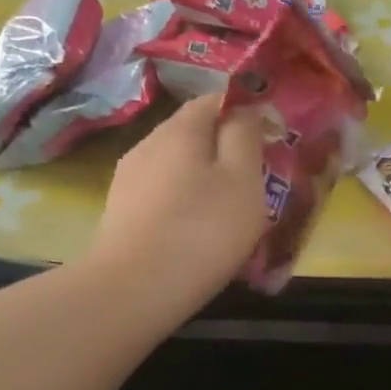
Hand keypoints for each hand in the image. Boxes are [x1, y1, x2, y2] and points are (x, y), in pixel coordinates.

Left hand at [89, 95, 267, 309]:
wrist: (133, 289)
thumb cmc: (201, 231)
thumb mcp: (242, 179)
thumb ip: (245, 136)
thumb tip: (245, 108)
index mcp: (181, 128)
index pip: (215, 99)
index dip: (246, 112)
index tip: (270, 141)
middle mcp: (148, 143)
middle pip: (193, 133)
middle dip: (224, 150)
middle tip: (254, 183)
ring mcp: (128, 179)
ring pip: (176, 166)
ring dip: (202, 180)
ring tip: (226, 213)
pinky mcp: (120, 212)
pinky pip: (161, 195)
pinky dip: (182, 204)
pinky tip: (193, 233)